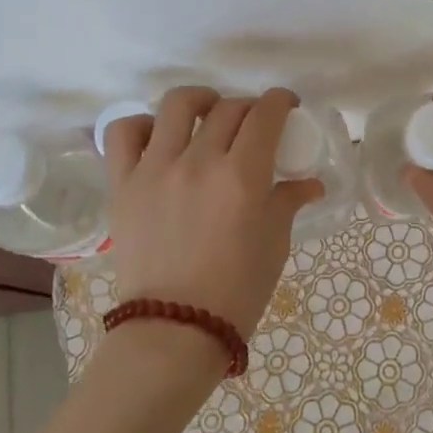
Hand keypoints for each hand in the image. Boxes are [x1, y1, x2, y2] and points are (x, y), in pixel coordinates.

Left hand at [102, 87, 323, 349]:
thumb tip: (310, 183)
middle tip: (254, 124)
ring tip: (206, 113)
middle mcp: (199, 161)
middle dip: (248, 107)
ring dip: (200, 101)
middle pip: (228, 107)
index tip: (285, 106)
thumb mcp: (274, 244)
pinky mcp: (122, 184)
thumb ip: (288, 202)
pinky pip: (123, 134)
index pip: (265, 114)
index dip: (279, 101)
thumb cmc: (236, 292)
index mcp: (242, 176)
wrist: (174, 331)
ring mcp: (155, 169)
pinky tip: (158, 137)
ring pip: (177, 105)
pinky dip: (142, 125)